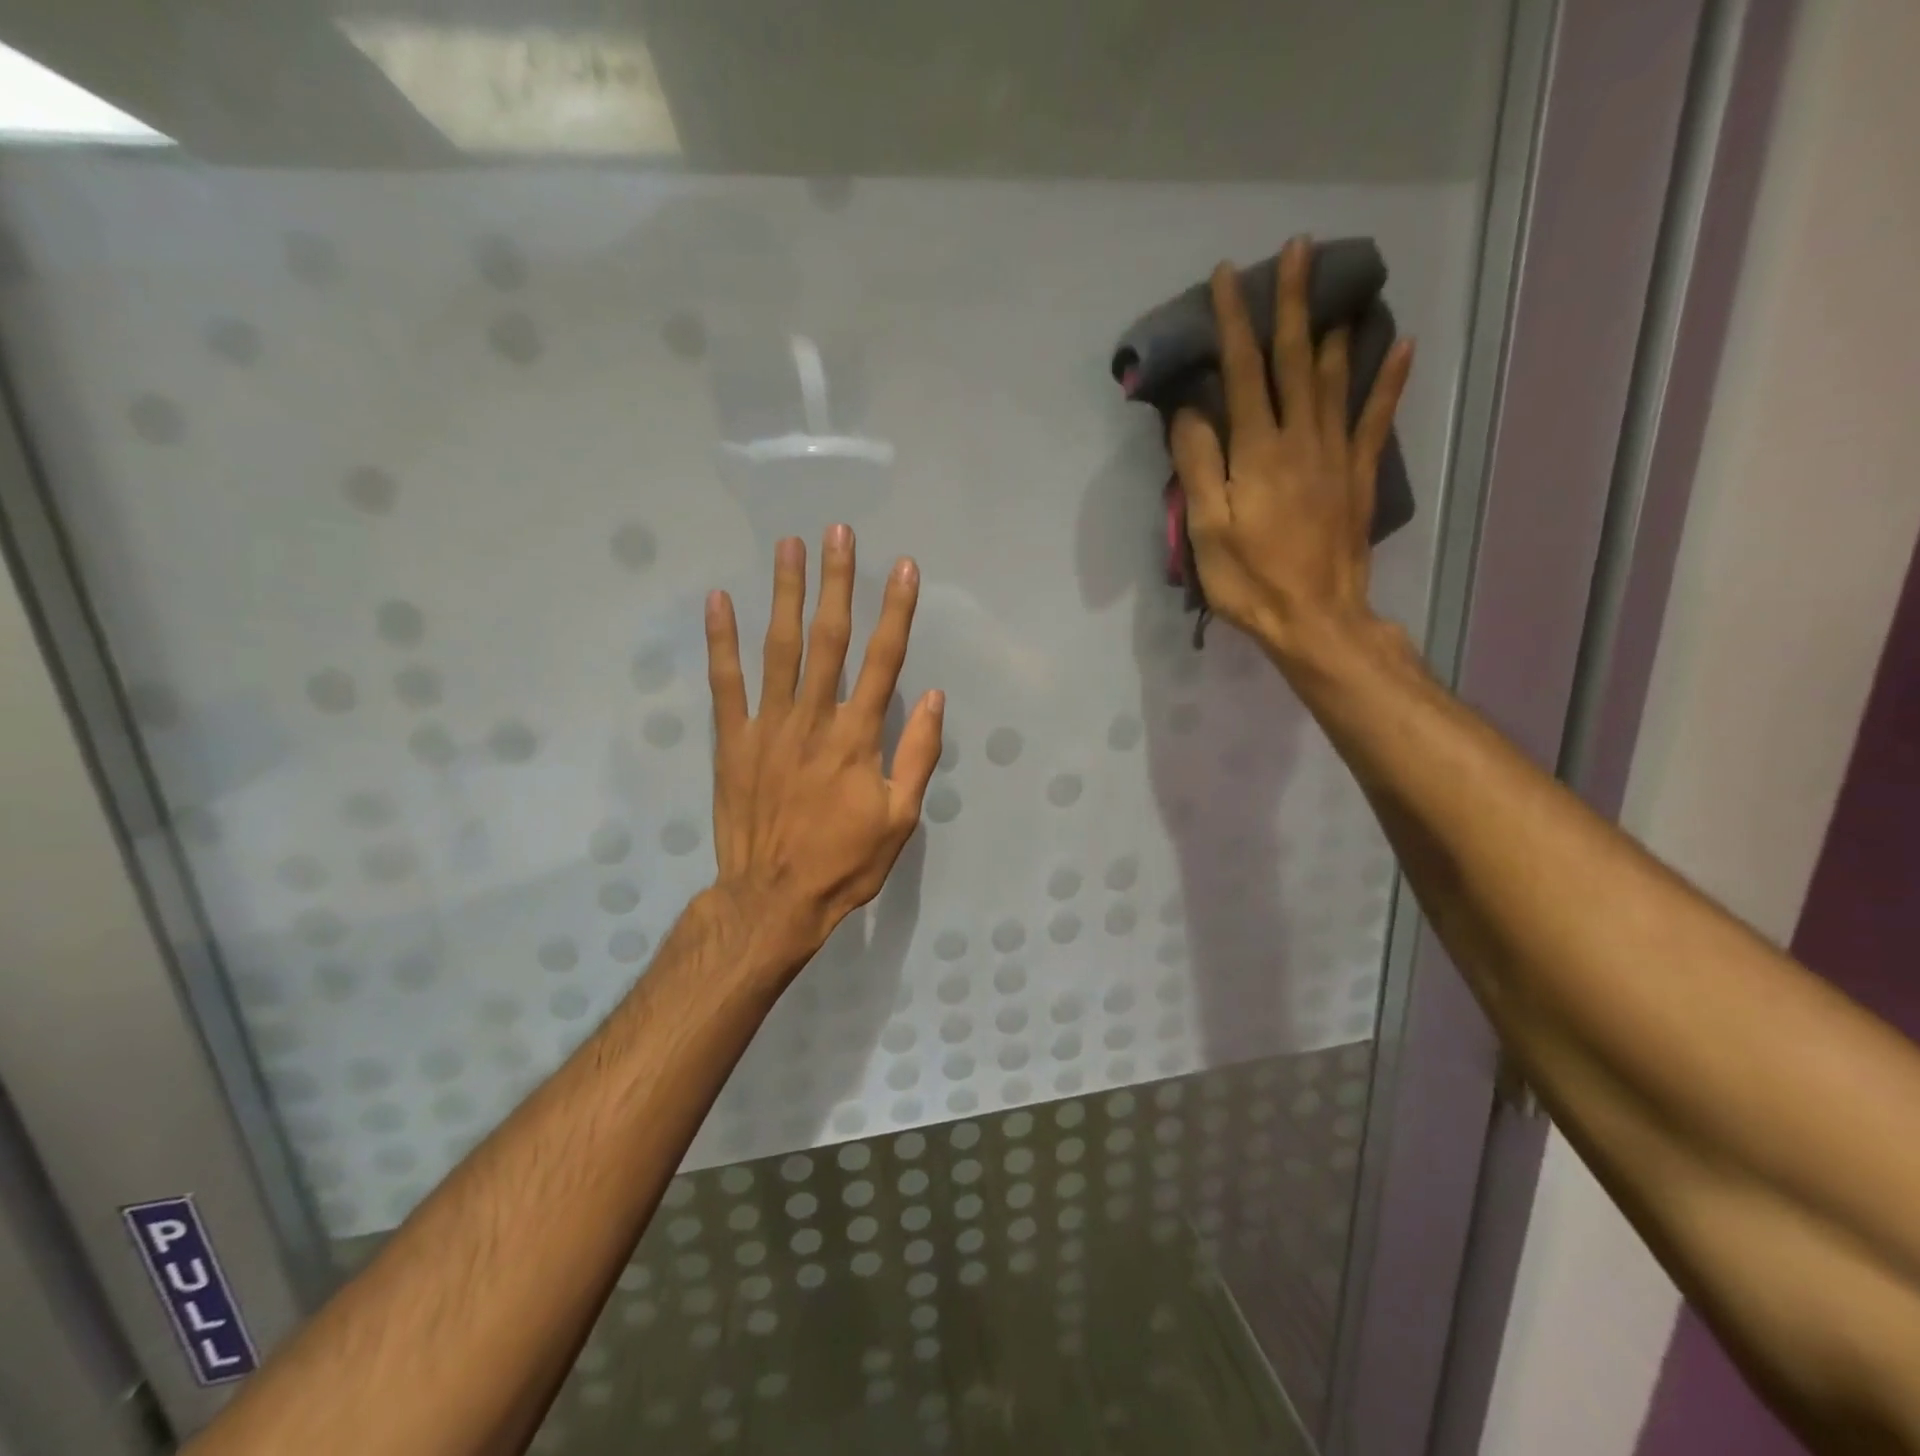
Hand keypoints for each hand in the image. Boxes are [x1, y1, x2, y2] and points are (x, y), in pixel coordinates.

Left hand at [704, 525, 943, 974]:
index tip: (903, 568)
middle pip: (829, 639)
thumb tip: (936, 697)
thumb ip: (917, 754)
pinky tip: (718, 601)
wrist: (772, 899)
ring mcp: (768, 727)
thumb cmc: (844, 862)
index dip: (896, 611)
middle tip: (837, 532)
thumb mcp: (900, 818)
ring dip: (783, 594)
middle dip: (836, 582)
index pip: (884, 661)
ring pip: (778, 648)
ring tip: (787, 546)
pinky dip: (721, 642)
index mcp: (858, 738)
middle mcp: (814, 719)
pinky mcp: (732, 742)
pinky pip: (724, 684)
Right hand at [1170, 235, 1414, 669]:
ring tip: (1338, 285)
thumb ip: (1200, 466)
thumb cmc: (1251, 580)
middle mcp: (1300, 438)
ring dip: (1333, 326)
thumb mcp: (1208, 530)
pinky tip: (1401, 344)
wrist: (1315, 618)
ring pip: (1335, 377)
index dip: (1234, 323)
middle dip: (1292, 302)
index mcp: (1258, 452)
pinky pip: (1376, 418)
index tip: (1227, 277)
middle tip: (1298, 248)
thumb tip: (1190, 409)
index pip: (1243, 372)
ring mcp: (1336, 454)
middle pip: (1294, 359)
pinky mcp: (1359, 475)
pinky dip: (1389, 379)